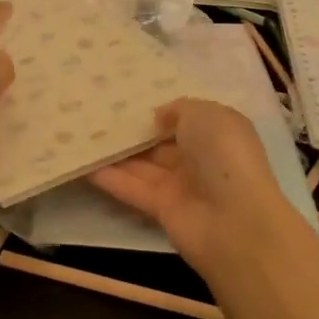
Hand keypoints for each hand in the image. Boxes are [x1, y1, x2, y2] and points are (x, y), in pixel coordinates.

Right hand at [89, 98, 293, 276]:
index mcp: (218, 132)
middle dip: (134, 129)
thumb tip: (157, 117)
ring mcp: (181, 186)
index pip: (186, 118)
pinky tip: (83, 163)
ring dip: (116, 152)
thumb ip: (177, 110)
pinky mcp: (162, 210)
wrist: (235, 221)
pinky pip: (133, 188)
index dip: (160, 109)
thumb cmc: (224, 155)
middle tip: (96, 111)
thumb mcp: (205, 114)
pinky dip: (110, 178)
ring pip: (143, 165)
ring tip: (83, 132)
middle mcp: (200, 158)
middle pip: (161, 142)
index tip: (127, 97)